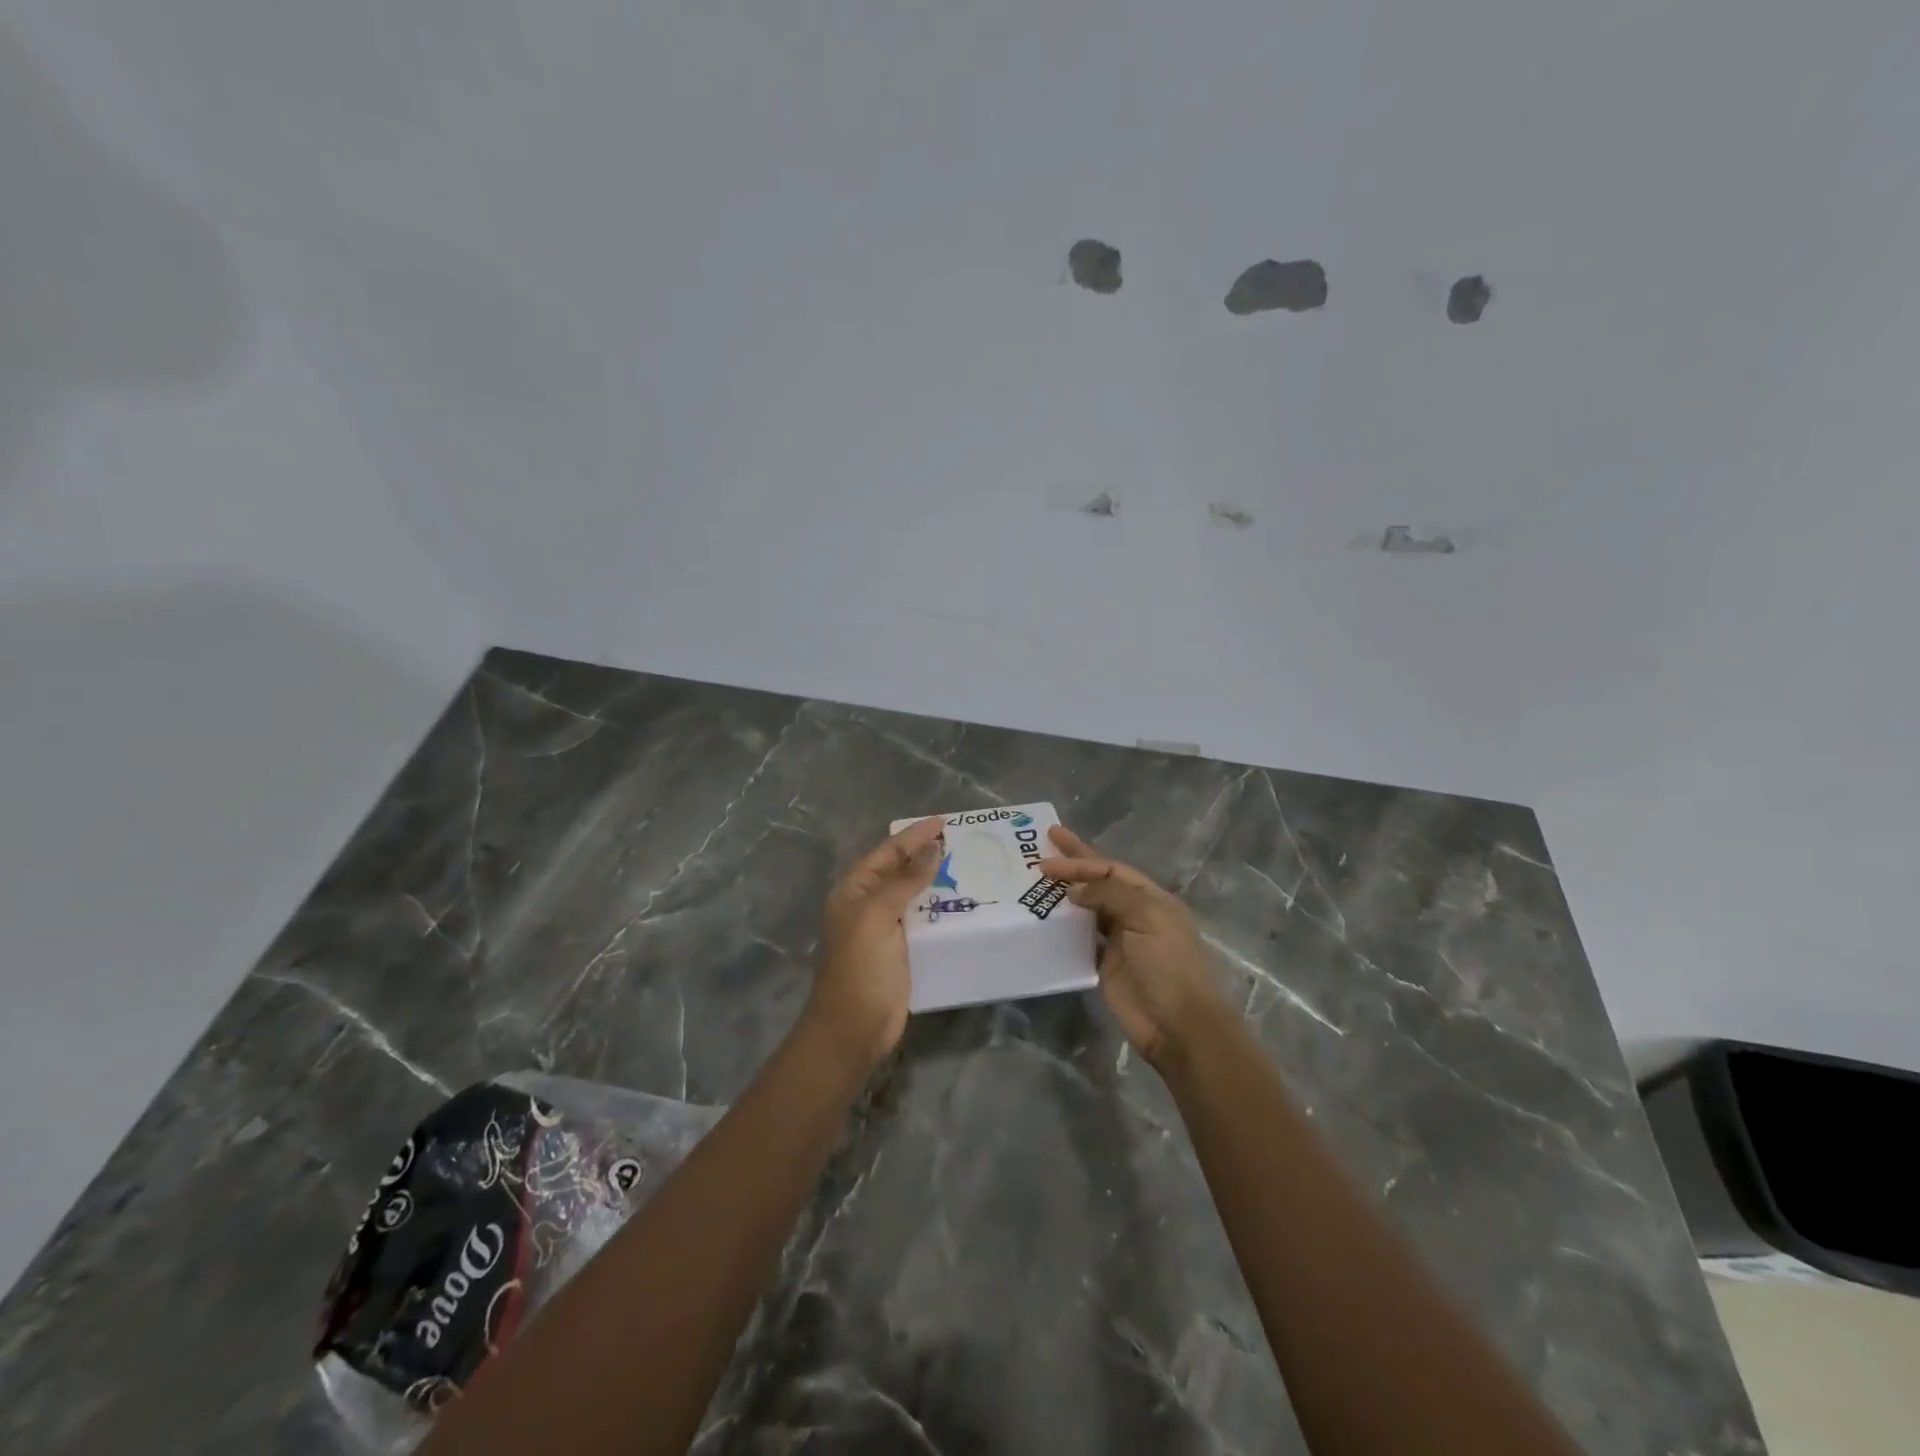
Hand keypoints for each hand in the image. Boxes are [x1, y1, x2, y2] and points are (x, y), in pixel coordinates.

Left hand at [805, 815, 944, 1072]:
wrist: (853, 1029)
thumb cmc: (860, 967)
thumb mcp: (878, 916)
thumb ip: (904, 881)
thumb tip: (932, 849)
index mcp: (854, 891)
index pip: (887, 852)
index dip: (914, 836)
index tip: (944, 822)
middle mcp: (867, 904)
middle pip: (899, 870)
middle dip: (925, 853)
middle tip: (960, 840)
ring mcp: (884, 929)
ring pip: (912, 894)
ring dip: (935, 879)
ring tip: (967, 865)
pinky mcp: (901, 950)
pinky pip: (922, 919)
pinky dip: (939, 908)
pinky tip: (962, 903)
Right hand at [1038, 825, 1229, 1068]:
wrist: (1179, 1026)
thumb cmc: (1169, 965)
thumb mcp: (1147, 918)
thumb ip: (1110, 895)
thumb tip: (1074, 889)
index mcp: (1152, 899)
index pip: (1112, 870)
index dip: (1082, 860)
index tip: (1050, 852)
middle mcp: (1136, 915)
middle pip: (1099, 883)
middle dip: (1074, 865)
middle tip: (1043, 847)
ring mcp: (1120, 941)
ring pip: (1088, 909)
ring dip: (1065, 895)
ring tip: (1036, 882)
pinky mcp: (1106, 966)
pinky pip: (1081, 939)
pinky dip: (1064, 928)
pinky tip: (1044, 919)